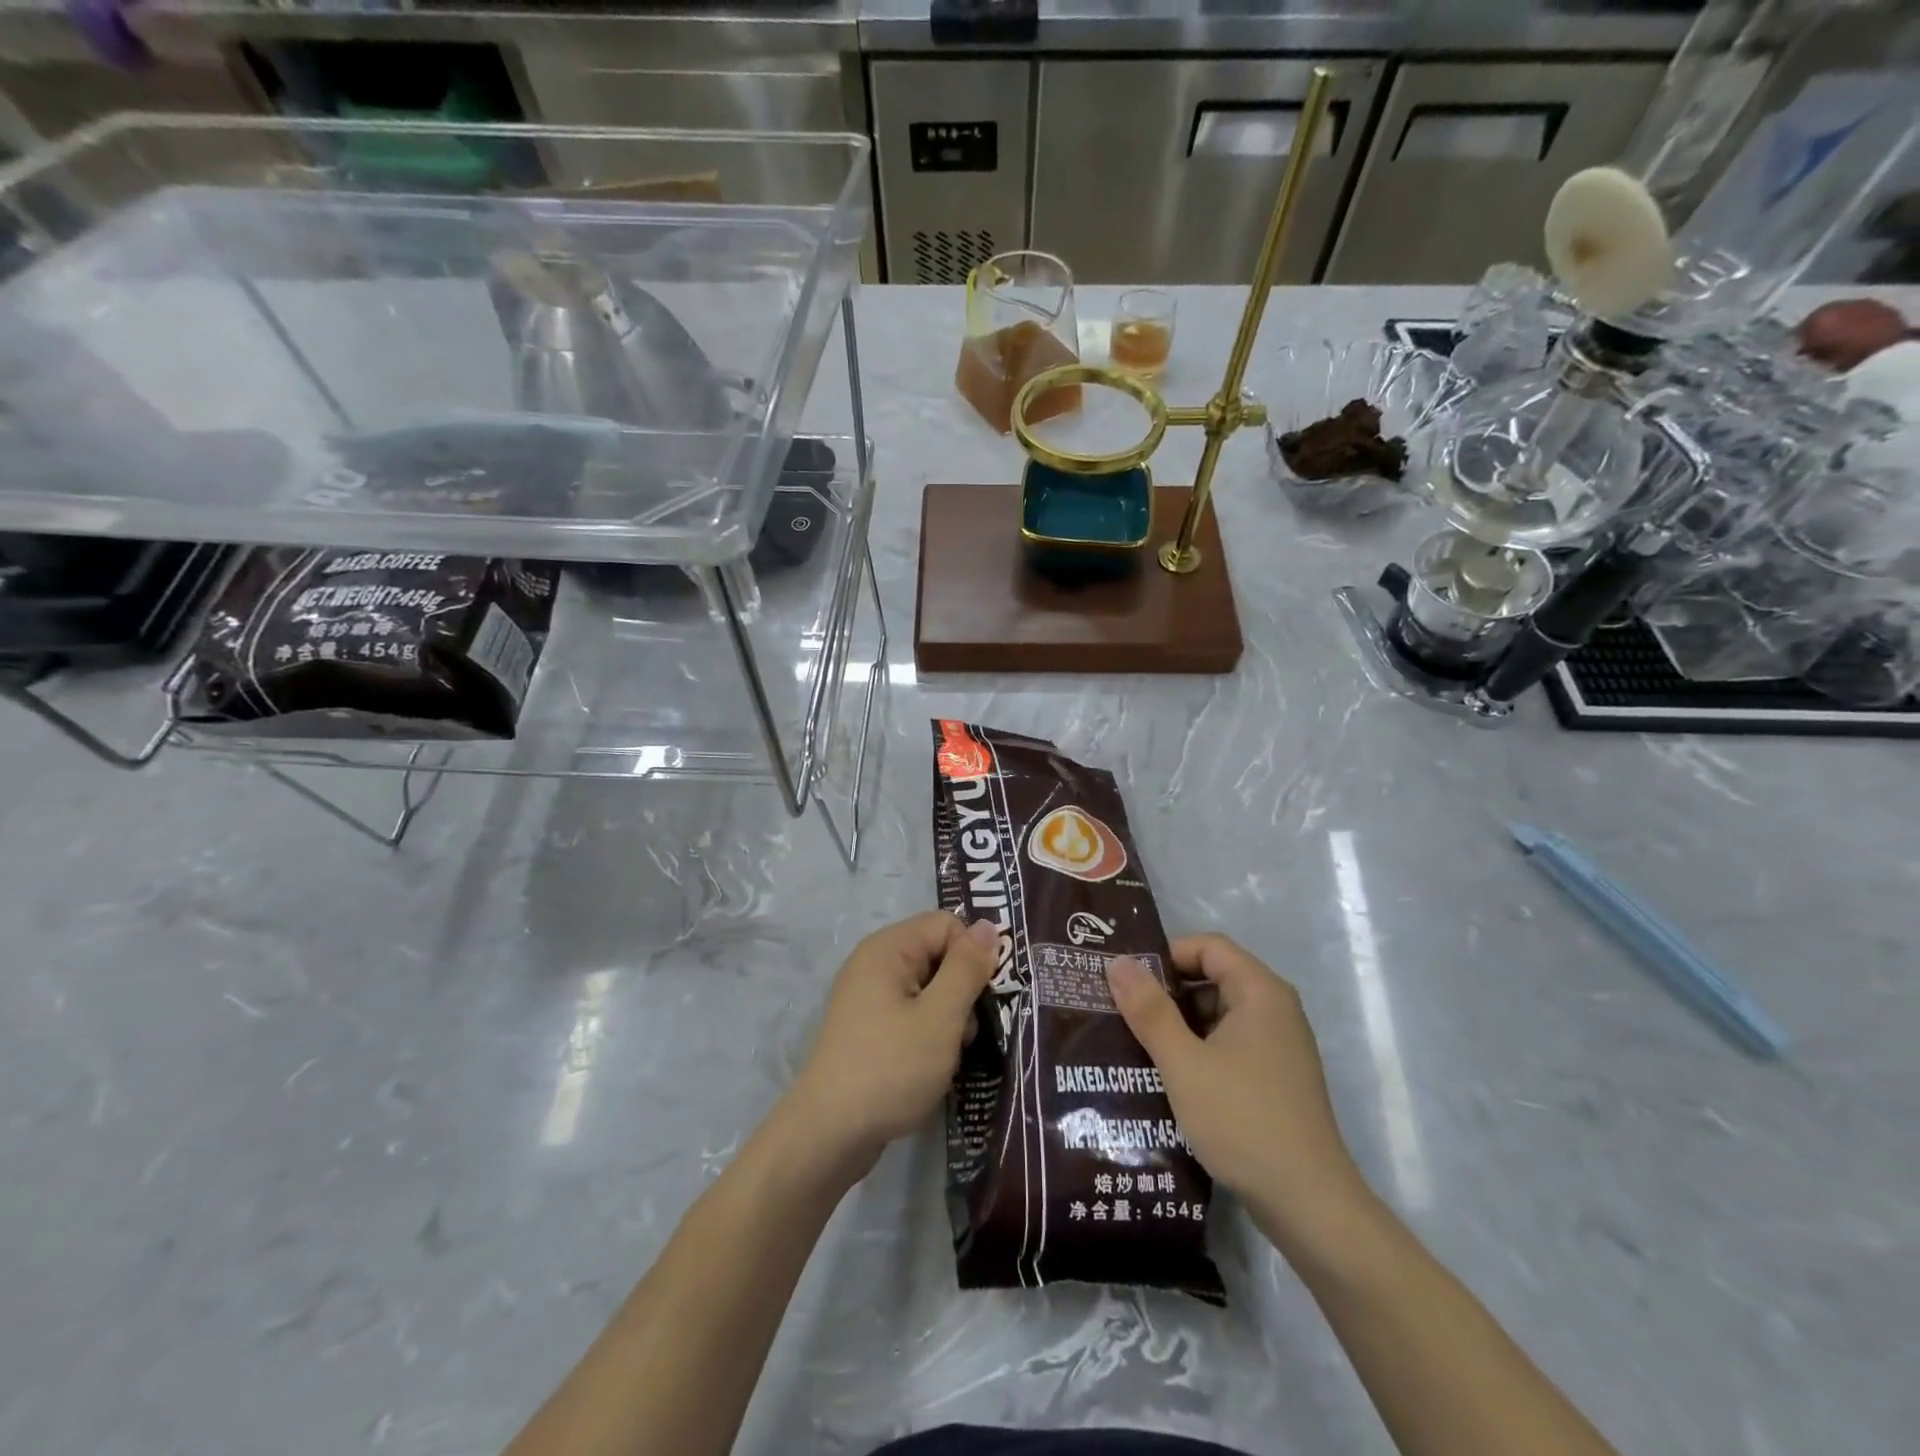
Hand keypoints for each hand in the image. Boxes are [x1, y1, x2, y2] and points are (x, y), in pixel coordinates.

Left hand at [785, 911, 997, 1177]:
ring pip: (929, 987)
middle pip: (938, 954)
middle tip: (966, 1032)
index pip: (947, 925)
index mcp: (888, 948)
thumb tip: (989, 925)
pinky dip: (929, 1031)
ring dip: (949, 1016)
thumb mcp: (941, 1017)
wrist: (830, 1134)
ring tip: (949, 1053)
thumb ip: (967, 968)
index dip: (972, 956)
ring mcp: (868, 996)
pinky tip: (932, 1063)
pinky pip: (911, 1011)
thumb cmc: (891, 1068)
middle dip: (962, 989)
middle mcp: (874, 962)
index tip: (982, 999)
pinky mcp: (868, 1027)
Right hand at [1106, 935, 1369, 1253]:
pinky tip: (1164, 1075)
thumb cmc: (1243, 1120)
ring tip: (1132, 1042)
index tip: (1127, 979)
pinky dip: (1196, 1051)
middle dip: (1166, 991)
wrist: (1309, 1205)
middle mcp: (1274, 1010)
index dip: (1166, 954)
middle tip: (1119, 1008)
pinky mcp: (1274, 1079)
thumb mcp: (1184, 1062)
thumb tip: (1118, 963)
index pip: (1208, 946)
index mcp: (1260, 993)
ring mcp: (1277, 1047)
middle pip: (1212, 978)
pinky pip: (1228, 1046)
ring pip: (1217, 1016)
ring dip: (1177, 1025)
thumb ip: (1149, 1010)